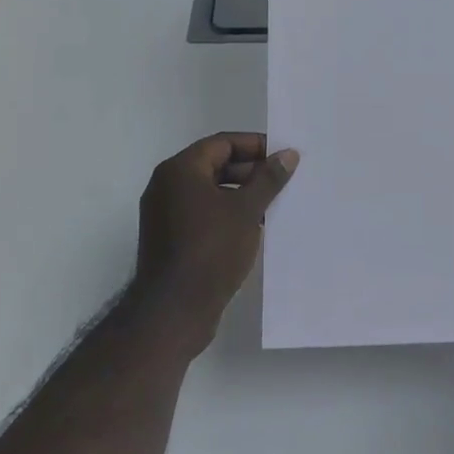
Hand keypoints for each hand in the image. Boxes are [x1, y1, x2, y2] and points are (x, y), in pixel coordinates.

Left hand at [129, 133, 297, 355]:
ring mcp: (165, 214)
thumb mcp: (247, 210)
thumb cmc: (211, 250)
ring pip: (210, 192)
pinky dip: (227, 214)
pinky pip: (202, 214)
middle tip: (283, 180)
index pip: (222, 143)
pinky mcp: (169, 238)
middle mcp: (166, 186)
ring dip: (241, 194)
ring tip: (274, 204)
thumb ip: (268, 179)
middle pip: (215, 165)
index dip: (255, 146)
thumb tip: (288, 154)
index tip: (283, 156)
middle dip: (251, 171)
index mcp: (180, 170)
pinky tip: (254, 226)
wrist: (174, 310)